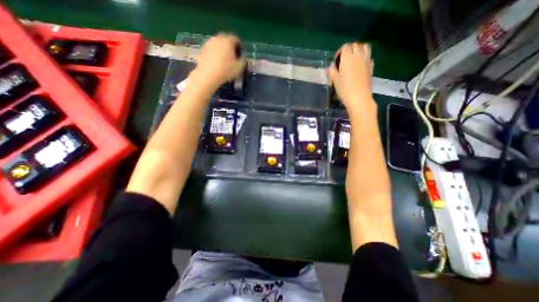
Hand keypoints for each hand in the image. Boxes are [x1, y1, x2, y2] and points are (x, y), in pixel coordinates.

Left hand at [189, 33, 245, 91]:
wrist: (208, 75)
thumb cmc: (226, 70)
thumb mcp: (239, 67)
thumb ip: (243, 60)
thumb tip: (243, 57)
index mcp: (228, 41)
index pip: (236, 40)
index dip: (239, 47)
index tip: (240, 56)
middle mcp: (218, 38)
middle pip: (226, 40)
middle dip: (230, 48)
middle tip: (232, 58)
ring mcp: (209, 43)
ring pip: (218, 44)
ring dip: (222, 50)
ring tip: (224, 61)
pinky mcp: (202, 49)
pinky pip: (211, 49)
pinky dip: (214, 54)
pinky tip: (216, 63)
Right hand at [328, 41, 375, 112]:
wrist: (359, 98)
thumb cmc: (344, 89)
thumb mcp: (334, 80)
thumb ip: (332, 71)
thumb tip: (332, 66)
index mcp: (347, 57)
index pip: (345, 47)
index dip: (340, 52)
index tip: (336, 61)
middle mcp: (358, 55)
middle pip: (355, 45)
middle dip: (349, 49)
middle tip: (344, 60)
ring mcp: (366, 60)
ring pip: (365, 47)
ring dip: (359, 50)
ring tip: (354, 59)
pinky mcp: (371, 67)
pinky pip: (369, 57)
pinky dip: (365, 57)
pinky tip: (360, 65)